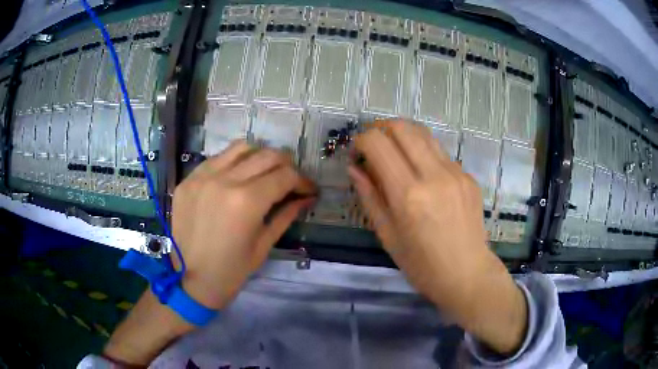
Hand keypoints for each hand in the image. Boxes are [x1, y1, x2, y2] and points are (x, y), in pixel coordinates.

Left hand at [172, 140, 315, 309]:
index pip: (285, 175)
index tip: (309, 190)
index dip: (303, 181)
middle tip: (290, 180)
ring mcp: (203, 176)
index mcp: (247, 201)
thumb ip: (286, 215)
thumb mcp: (264, 245)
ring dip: (259, 156)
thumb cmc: (231, 271)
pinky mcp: (188, 179)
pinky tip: (235, 177)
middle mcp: (225, 180)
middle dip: (286, 165)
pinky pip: (216, 158)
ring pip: (241, 148)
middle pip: (267, 155)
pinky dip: (233, 162)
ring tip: (263, 172)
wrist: (190, 280)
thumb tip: (306, 198)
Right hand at [349, 121, 526, 354]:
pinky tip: (423, 176)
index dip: (361, 142)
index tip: (358, 156)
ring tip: (397, 157)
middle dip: (381, 130)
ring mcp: (456, 173)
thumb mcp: (387, 235)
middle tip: (375, 149)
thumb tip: (354, 168)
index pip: (377, 143)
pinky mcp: (468, 177)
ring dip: (403, 137)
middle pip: (401, 127)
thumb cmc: (421, 265)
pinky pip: (441, 153)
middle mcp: (433, 175)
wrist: (467, 275)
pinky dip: (424, 154)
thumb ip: (369, 196)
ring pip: (423, 133)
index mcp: (408, 194)